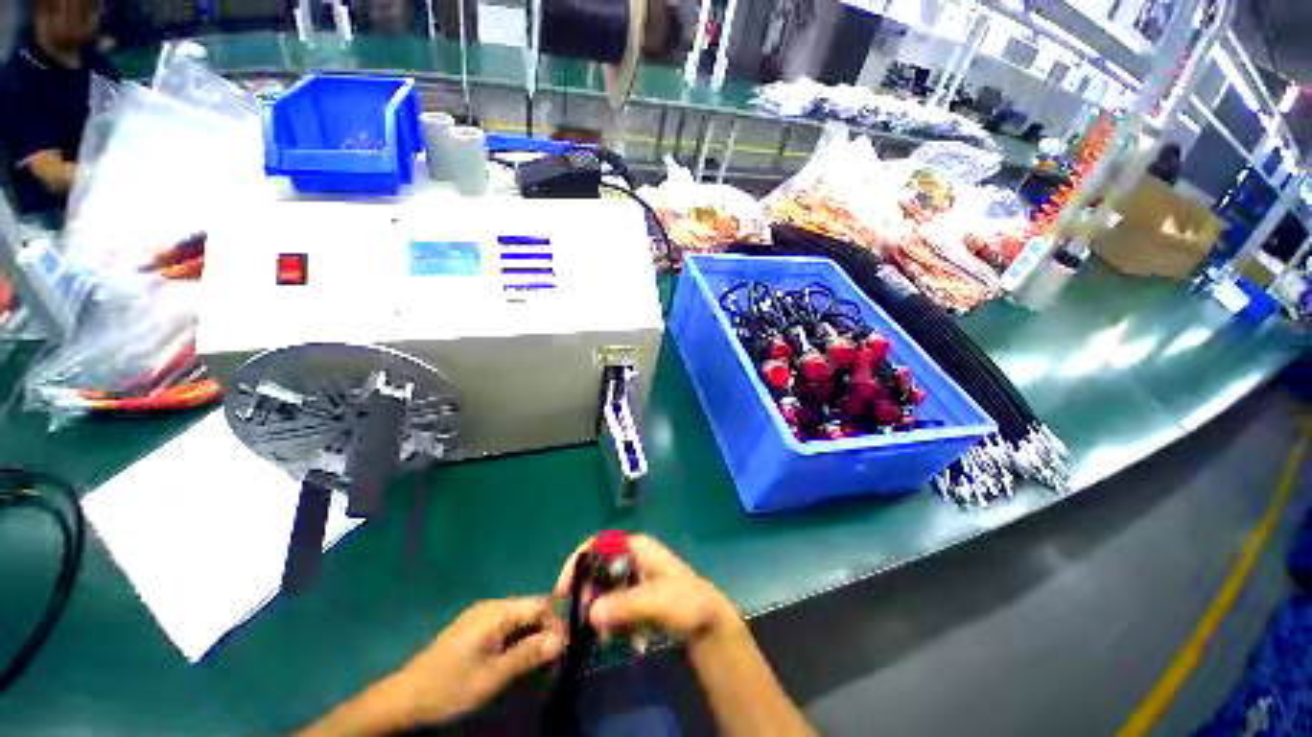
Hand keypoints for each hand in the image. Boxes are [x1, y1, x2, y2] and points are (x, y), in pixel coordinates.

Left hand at [387, 598, 565, 725]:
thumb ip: (528, 654)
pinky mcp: (473, 627)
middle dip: (544, 633)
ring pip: (519, 619)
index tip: (562, 653)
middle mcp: (492, 606)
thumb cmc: (451, 687)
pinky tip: (515, 662)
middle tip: (550, 664)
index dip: (556, 625)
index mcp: (497, 611)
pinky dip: (516, 641)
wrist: (405, 697)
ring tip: (535, 667)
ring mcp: (481, 615)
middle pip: (531, 610)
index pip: (540, 605)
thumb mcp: (493, 676)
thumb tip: (561, 639)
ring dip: (531, 639)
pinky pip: (505, 627)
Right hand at [554, 535, 740, 645]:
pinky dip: (612, 621)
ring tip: (602, 636)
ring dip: (599, 612)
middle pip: (598, 568)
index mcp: (637, 547)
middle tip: (581, 620)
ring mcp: (635, 577)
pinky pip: (615, 605)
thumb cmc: (685, 602)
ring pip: (605, 589)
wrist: (709, 623)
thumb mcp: (655, 601)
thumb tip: (589, 612)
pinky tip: (617, 639)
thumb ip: (622, 605)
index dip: (578, 561)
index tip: (564, 590)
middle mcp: (633, 558)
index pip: (599, 543)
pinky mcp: (638, 597)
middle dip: (588, 593)